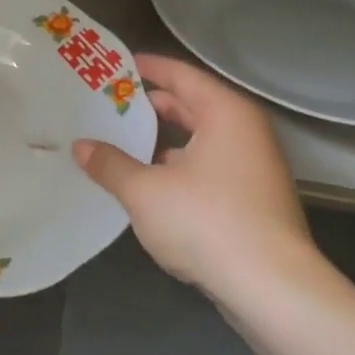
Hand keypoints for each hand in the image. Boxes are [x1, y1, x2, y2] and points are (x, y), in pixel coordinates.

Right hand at [73, 54, 330, 317]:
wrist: (273, 289)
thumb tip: (81, 147)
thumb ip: (110, 164)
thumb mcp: (145, 191)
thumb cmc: (207, 222)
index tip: (118, 65)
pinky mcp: (253, 201)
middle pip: (192, 106)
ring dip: (161, 142)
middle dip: (151, 106)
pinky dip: (177, 168)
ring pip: (199, 141)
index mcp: (226, 114)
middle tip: (109, 105)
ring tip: (119, 143)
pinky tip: (147, 184)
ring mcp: (253, 169)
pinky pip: (207, 169)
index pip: (182, 76)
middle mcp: (245, 133)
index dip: (149, 68)